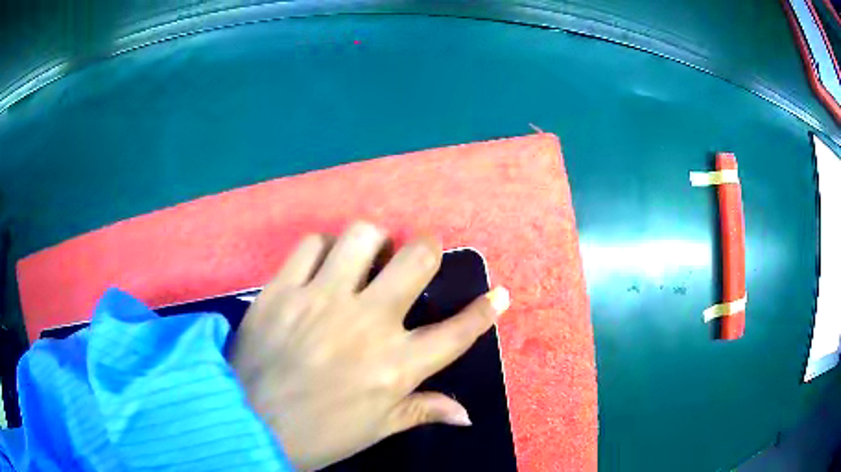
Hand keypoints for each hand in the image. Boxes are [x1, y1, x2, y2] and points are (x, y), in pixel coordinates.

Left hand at [232, 221, 509, 470]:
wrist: (248, 424)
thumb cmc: (319, 435)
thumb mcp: (376, 429)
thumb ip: (421, 411)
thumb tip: (465, 413)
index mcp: (396, 367)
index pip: (458, 332)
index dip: (486, 311)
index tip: (499, 294)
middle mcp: (366, 324)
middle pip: (416, 259)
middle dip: (427, 250)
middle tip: (417, 260)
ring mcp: (321, 300)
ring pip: (363, 235)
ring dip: (373, 242)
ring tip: (366, 259)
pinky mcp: (282, 289)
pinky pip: (311, 244)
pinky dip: (322, 249)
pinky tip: (321, 266)